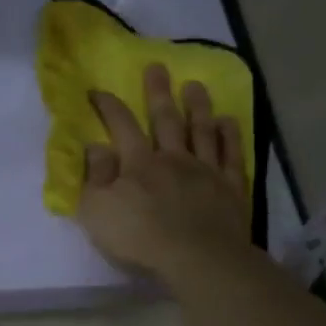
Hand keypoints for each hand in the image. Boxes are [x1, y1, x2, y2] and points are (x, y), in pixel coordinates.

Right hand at [76, 64, 250, 278]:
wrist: (197, 259)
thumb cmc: (139, 238)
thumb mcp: (98, 211)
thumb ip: (95, 177)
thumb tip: (95, 146)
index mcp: (138, 164)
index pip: (121, 127)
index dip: (109, 107)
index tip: (98, 91)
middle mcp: (173, 158)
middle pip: (165, 119)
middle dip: (159, 92)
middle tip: (157, 67)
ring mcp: (205, 171)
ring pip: (201, 130)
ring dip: (197, 106)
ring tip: (195, 85)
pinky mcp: (230, 188)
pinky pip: (230, 155)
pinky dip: (230, 136)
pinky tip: (228, 121)